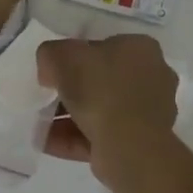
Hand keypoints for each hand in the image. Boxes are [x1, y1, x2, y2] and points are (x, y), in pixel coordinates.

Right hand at [36, 35, 178, 174]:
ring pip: (101, 111)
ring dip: (69, 117)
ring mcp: (149, 113)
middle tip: (48, 97)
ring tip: (41, 125)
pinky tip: (47, 143)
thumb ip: (51, 54)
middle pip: (102, 80)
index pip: (104, 46)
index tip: (55, 71)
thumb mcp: (62, 56)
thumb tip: (50, 71)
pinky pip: (101, 136)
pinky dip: (74, 138)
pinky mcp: (140, 143)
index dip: (76, 57)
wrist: (129, 146)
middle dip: (72, 91)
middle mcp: (152, 77)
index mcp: (141, 49)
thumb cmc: (101, 89)